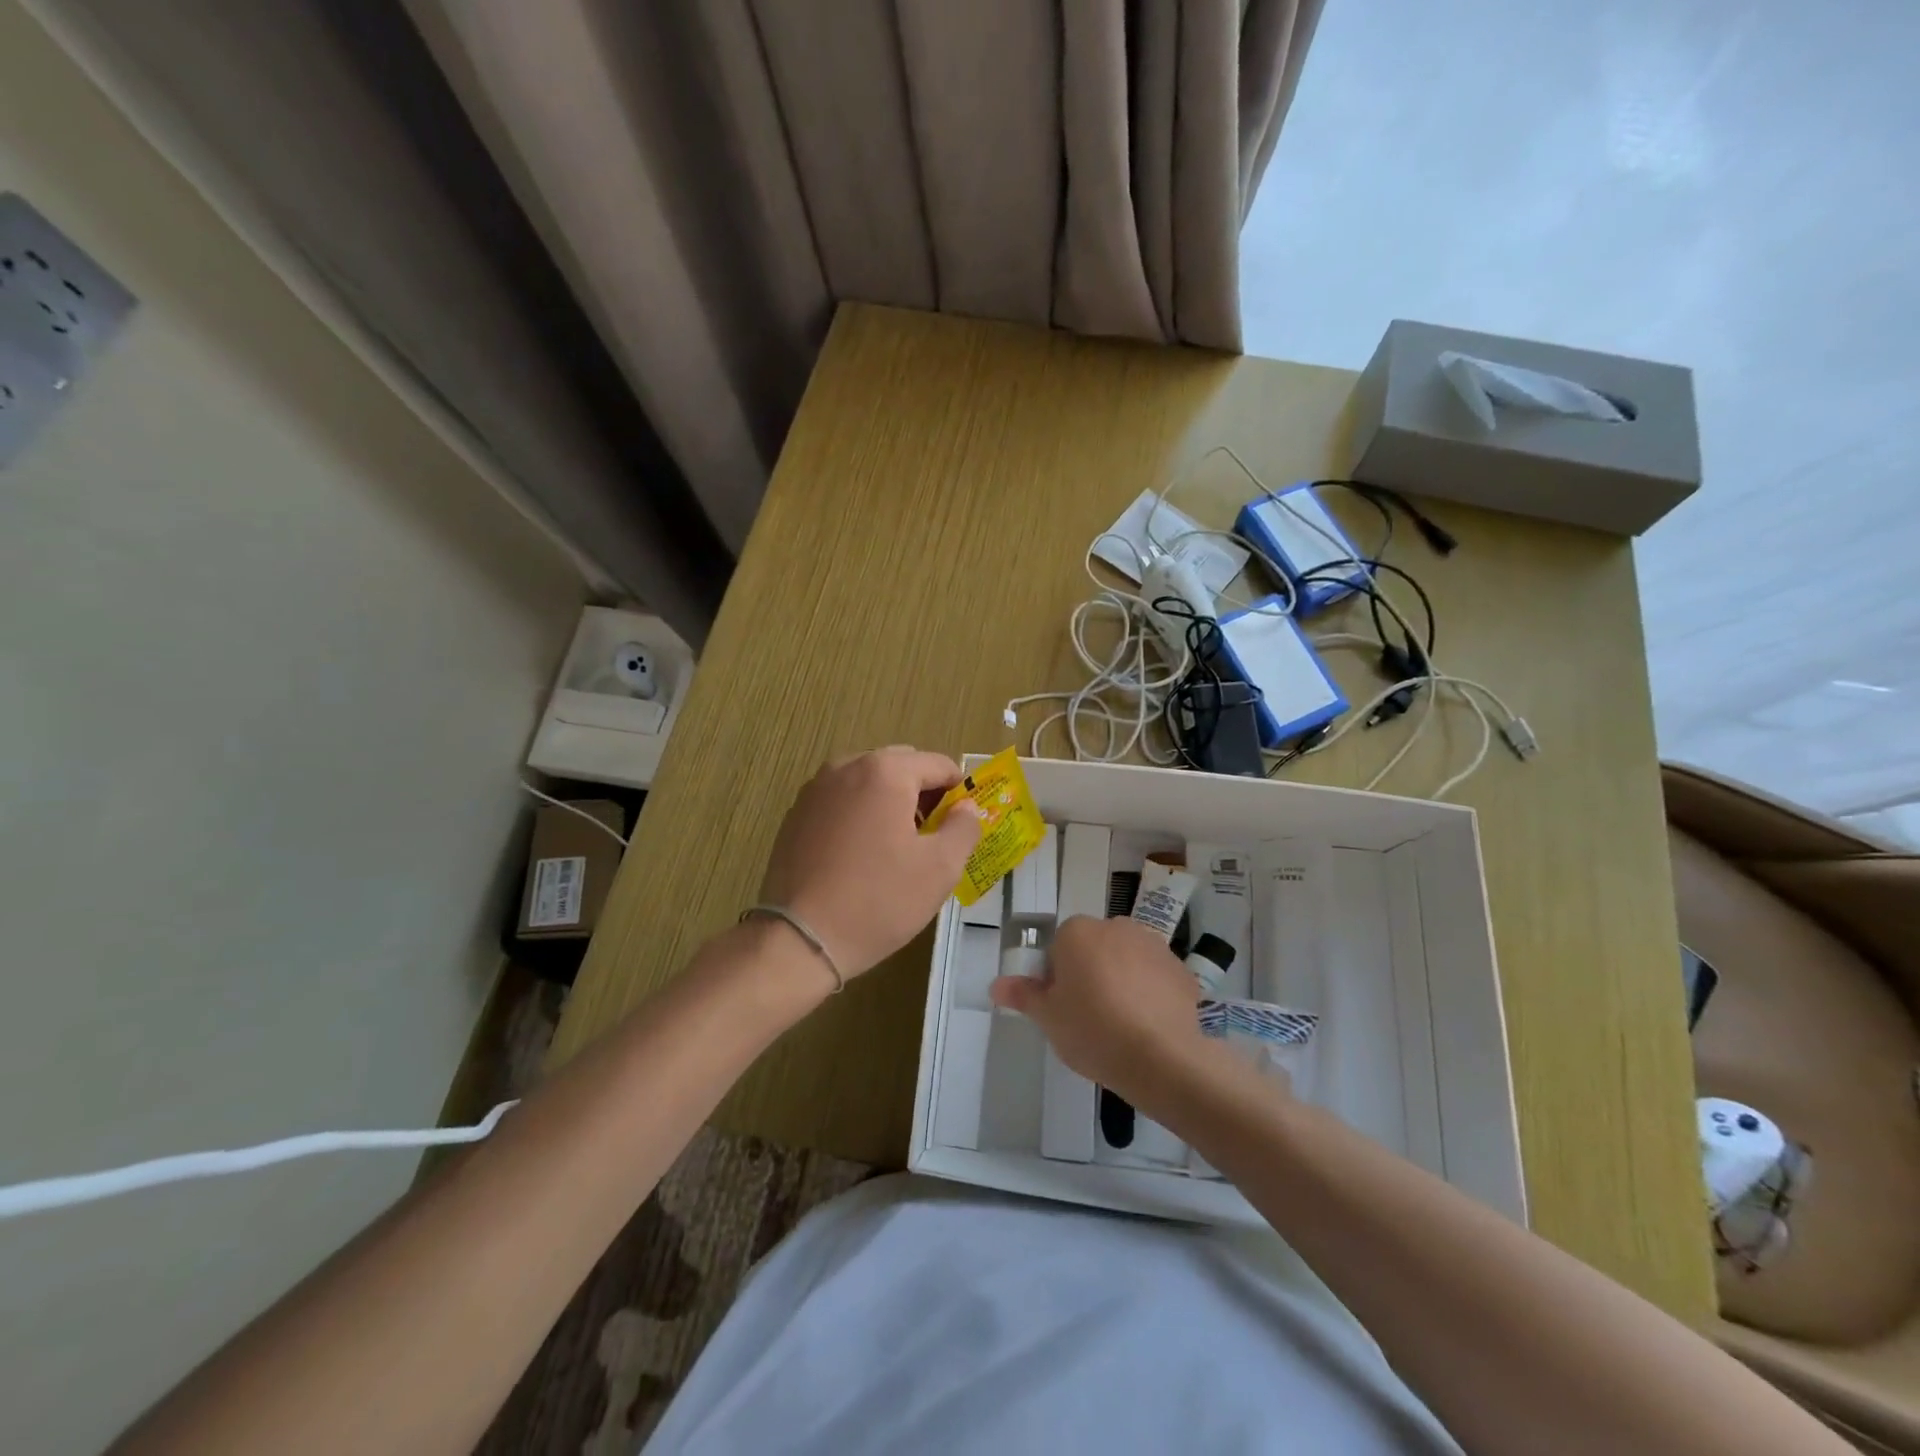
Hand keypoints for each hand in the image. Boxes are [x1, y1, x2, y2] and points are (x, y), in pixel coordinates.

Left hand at [758, 747, 981, 978]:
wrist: (800, 939)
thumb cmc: (879, 900)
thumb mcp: (940, 868)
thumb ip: (964, 827)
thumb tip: (966, 807)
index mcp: (885, 771)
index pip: (938, 764)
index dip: (959, 791)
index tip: (962, 824)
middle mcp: (846, 766)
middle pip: (900, 767)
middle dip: (923, 794)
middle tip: (932, 837)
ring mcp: (815, 789)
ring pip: (868, 782)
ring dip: (889, 803)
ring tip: (896, 848)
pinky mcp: (796, 815)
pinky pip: (840, 801)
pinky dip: (859, 815)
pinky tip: (860, 856)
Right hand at [990, 915, 1224, 1111]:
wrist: (1162, 1058)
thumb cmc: (1093, 1031)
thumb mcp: (1048, 1018)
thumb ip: (1022, 995)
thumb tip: (996, 985)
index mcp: (1078, 931)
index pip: (1059, 945)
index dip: (1058, 976)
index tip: (1062, 1006)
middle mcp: (1116, 926)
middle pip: (1094, 947)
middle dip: (1091, 973)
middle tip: (1088, 1016)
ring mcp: (1154, 945)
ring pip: (1127, 959)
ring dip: (1123, 980)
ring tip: (1122, 1024)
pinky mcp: (1182, 969)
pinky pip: (1156, 977)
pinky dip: (1152, 994)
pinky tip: (1149, 1027)